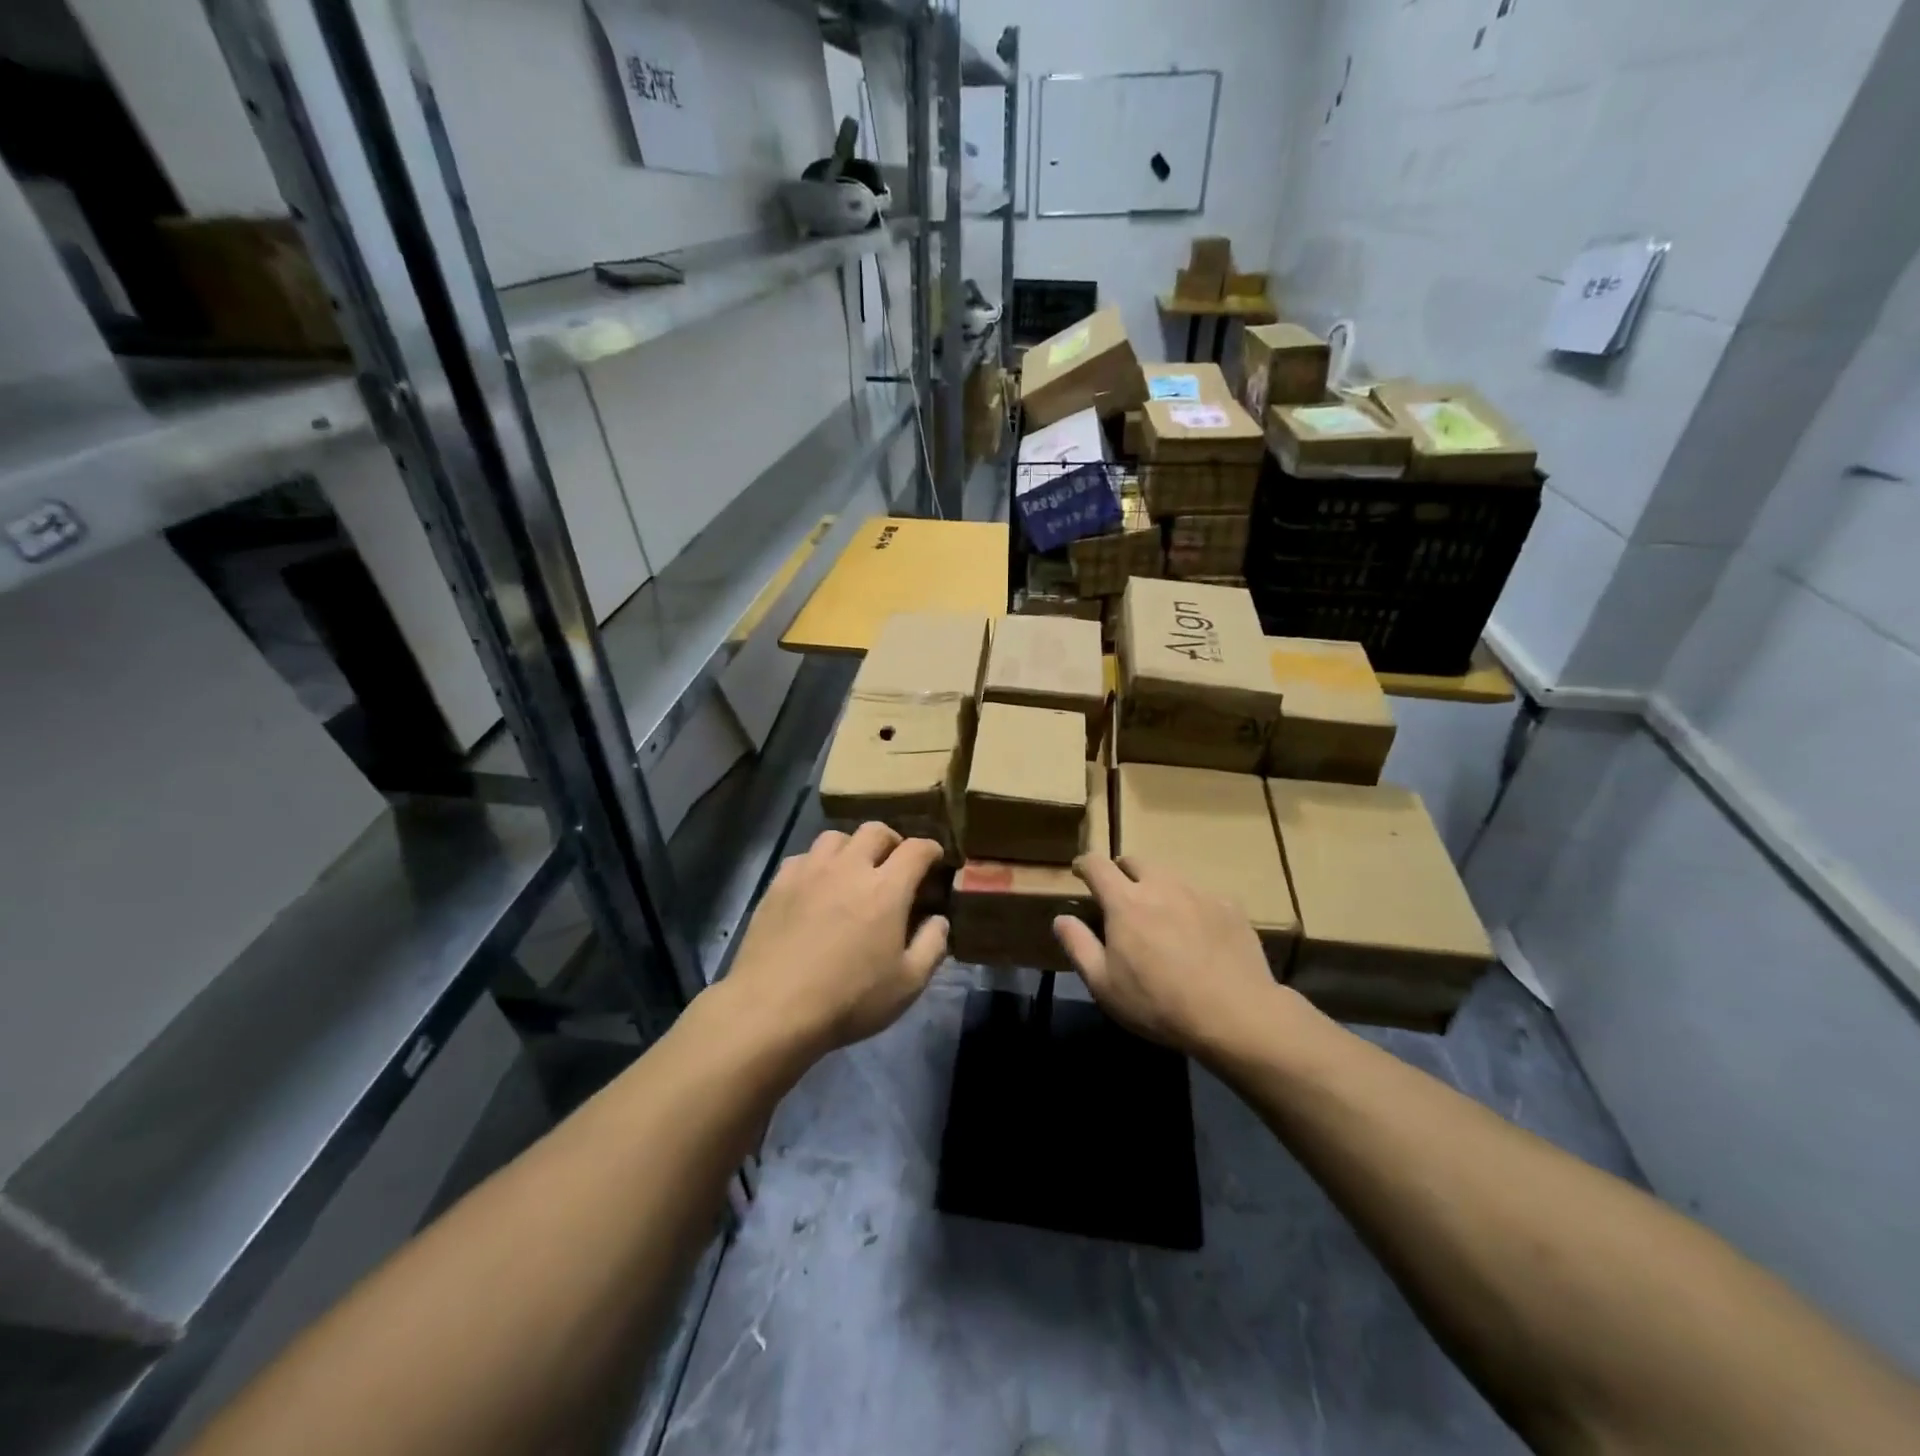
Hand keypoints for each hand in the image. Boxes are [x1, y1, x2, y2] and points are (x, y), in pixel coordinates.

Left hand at [724, 823, 947, 1057]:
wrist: (773, 1009)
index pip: (916, 849)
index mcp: (886, 888)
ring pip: (836, 837)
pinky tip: (817, 886)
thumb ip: (932, 945)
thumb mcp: (908, 984)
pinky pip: (804, 856)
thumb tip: (939, 919)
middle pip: (875, 831)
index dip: (931, 850)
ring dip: (853, 847)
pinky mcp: (779, 884)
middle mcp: (849, 868)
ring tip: (854, 869)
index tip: (935, 860)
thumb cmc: (849, 999)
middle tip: (895, 863)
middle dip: (893, 841)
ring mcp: (810, 872)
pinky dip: (818, 863)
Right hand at [1054, 855, 1288, 1056]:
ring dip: (1156, 887)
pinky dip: (1190, 906)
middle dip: (1121, 871)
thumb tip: (1062, 918)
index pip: (1097, 864)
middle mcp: (1161, 885)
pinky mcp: (1229, 906)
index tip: (1080, 874)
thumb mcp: (1104, 984)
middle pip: (1135, 860)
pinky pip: (1201, 895)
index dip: (1084, 865)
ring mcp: (1198, 892)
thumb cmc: (1158, 1003)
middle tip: (1120, 896)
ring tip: (1159, 916)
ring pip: (1169, 875)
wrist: (1235, 1015)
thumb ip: (1078, 945)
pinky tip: (1197, 934)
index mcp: (1125, 901)